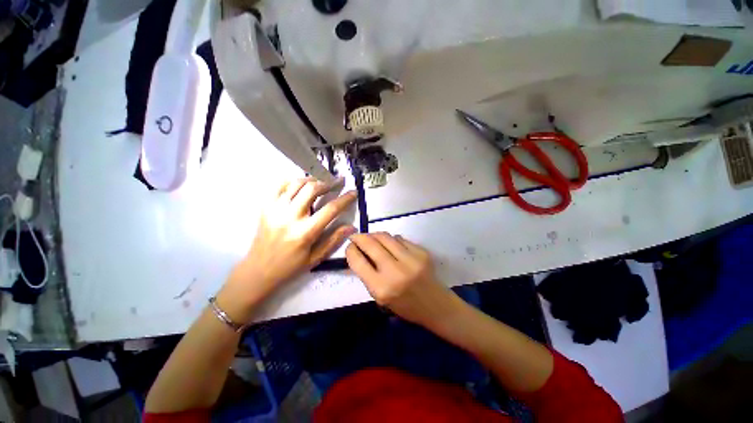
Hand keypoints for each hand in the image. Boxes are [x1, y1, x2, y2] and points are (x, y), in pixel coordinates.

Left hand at [222, 177, 356, 315]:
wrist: (258, 270)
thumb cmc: (290, 266)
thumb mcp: (316, 258)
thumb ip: (334, 240)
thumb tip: (351, 226)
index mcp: (305, 232)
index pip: (330, 209)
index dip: (345, 199)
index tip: (353, 192)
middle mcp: (290, 217)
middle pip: (312, 189)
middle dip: (328, 182)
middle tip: (337, 182)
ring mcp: (275, 210)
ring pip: (297, 184)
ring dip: (312, 179)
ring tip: (322, 182)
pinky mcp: (266, 207)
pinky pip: (279, 185)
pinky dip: (292, 181)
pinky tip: (301, 185)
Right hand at [346, 232, 453, 325]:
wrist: (435, 305)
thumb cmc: (404, 305)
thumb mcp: (380, 297)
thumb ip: (368, 275)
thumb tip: (358, 252)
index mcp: (382, 288)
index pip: (358, 261)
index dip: (350, 250)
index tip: (350, 246)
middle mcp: (395, 272)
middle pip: (371, 244)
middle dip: (360, 237)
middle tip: (356, 236)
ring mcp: (411, 259)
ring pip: (385, 236)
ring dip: (375, 235)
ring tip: (372, 238)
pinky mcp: (421, 252)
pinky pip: (399, 239)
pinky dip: (392, 240)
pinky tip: (392, 245)